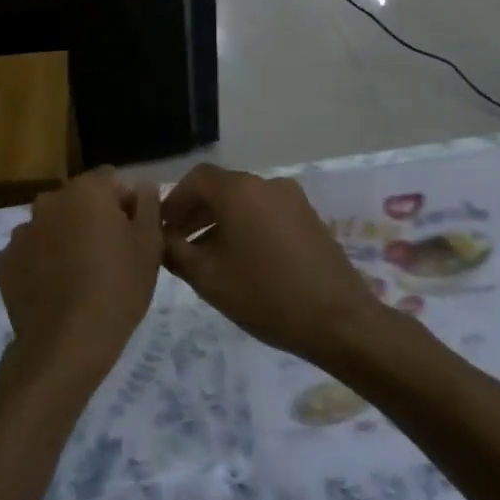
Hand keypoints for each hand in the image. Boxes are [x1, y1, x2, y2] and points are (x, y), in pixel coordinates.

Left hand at [0, 169, 162, 389]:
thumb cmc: (117, 288)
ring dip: (65, 238)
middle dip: (92, 218)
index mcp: (86, 191)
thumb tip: (142, 185)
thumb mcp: (150, 245)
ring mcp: (21, 231)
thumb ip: (148, 204)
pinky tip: (55, 289)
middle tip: (109, 256)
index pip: (110, 180)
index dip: (125, 202)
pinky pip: (31, 252)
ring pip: (52, 225)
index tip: (132, 233)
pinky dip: (42, 262)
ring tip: (79, 276)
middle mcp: (49, 201)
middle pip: (78, 200)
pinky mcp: (4, 262)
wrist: (66, 345)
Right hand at [159, 165, 382, 365]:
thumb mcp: (208, 278)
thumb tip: (162, 240)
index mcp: (239, 190)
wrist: (338, 320)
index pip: (196, 179)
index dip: (173, 201)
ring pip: (244, 201)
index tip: (161, 228)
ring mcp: (292, 199)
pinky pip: (266, 212)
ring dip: (220, 220)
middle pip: (221, 188)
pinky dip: (246, 226)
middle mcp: (266, 183)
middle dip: (195, 212)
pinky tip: (241, 260)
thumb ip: (176, 252)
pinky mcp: (309, 218)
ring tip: (205, 256)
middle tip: (177, 243)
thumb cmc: (264, 295)